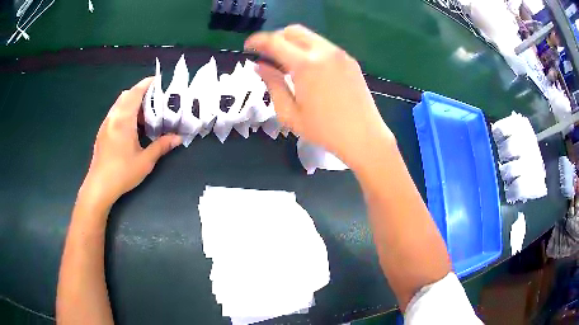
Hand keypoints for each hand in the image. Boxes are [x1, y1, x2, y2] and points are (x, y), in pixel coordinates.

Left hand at [79, 77, 181, 208]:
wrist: (99, 186)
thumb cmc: (122, 173)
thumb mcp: (145, 161)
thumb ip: (161, 146)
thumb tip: (179, 138)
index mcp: (123, 120)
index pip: (135, 93)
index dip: (146, 83)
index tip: (158, 80)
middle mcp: (113, 117)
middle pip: (126, 95)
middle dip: (140, 92)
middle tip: (154, 100)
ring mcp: (106, 124)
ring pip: (119, 104)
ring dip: (132, 103)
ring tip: (145, 114)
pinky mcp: (102, 132)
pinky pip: (115, 113)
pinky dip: (125, 112)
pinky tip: (132, 127)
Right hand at [245, 25, 394, 167]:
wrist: (364, 137)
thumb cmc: (324, 131)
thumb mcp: (290, 113)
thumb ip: (273, 84)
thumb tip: (259, 66)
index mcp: (306, 65)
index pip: (274, 41)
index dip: (257, 41)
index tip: (248, 47)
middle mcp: (324, 51)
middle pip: (293, 31)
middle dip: (276, 38)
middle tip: (268, 55)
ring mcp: (340, 54)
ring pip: (310, 36)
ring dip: (293, 43)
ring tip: (287, 64)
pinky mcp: (350, 60)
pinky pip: (323, 46)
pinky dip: (309, 49)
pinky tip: (309, 69)